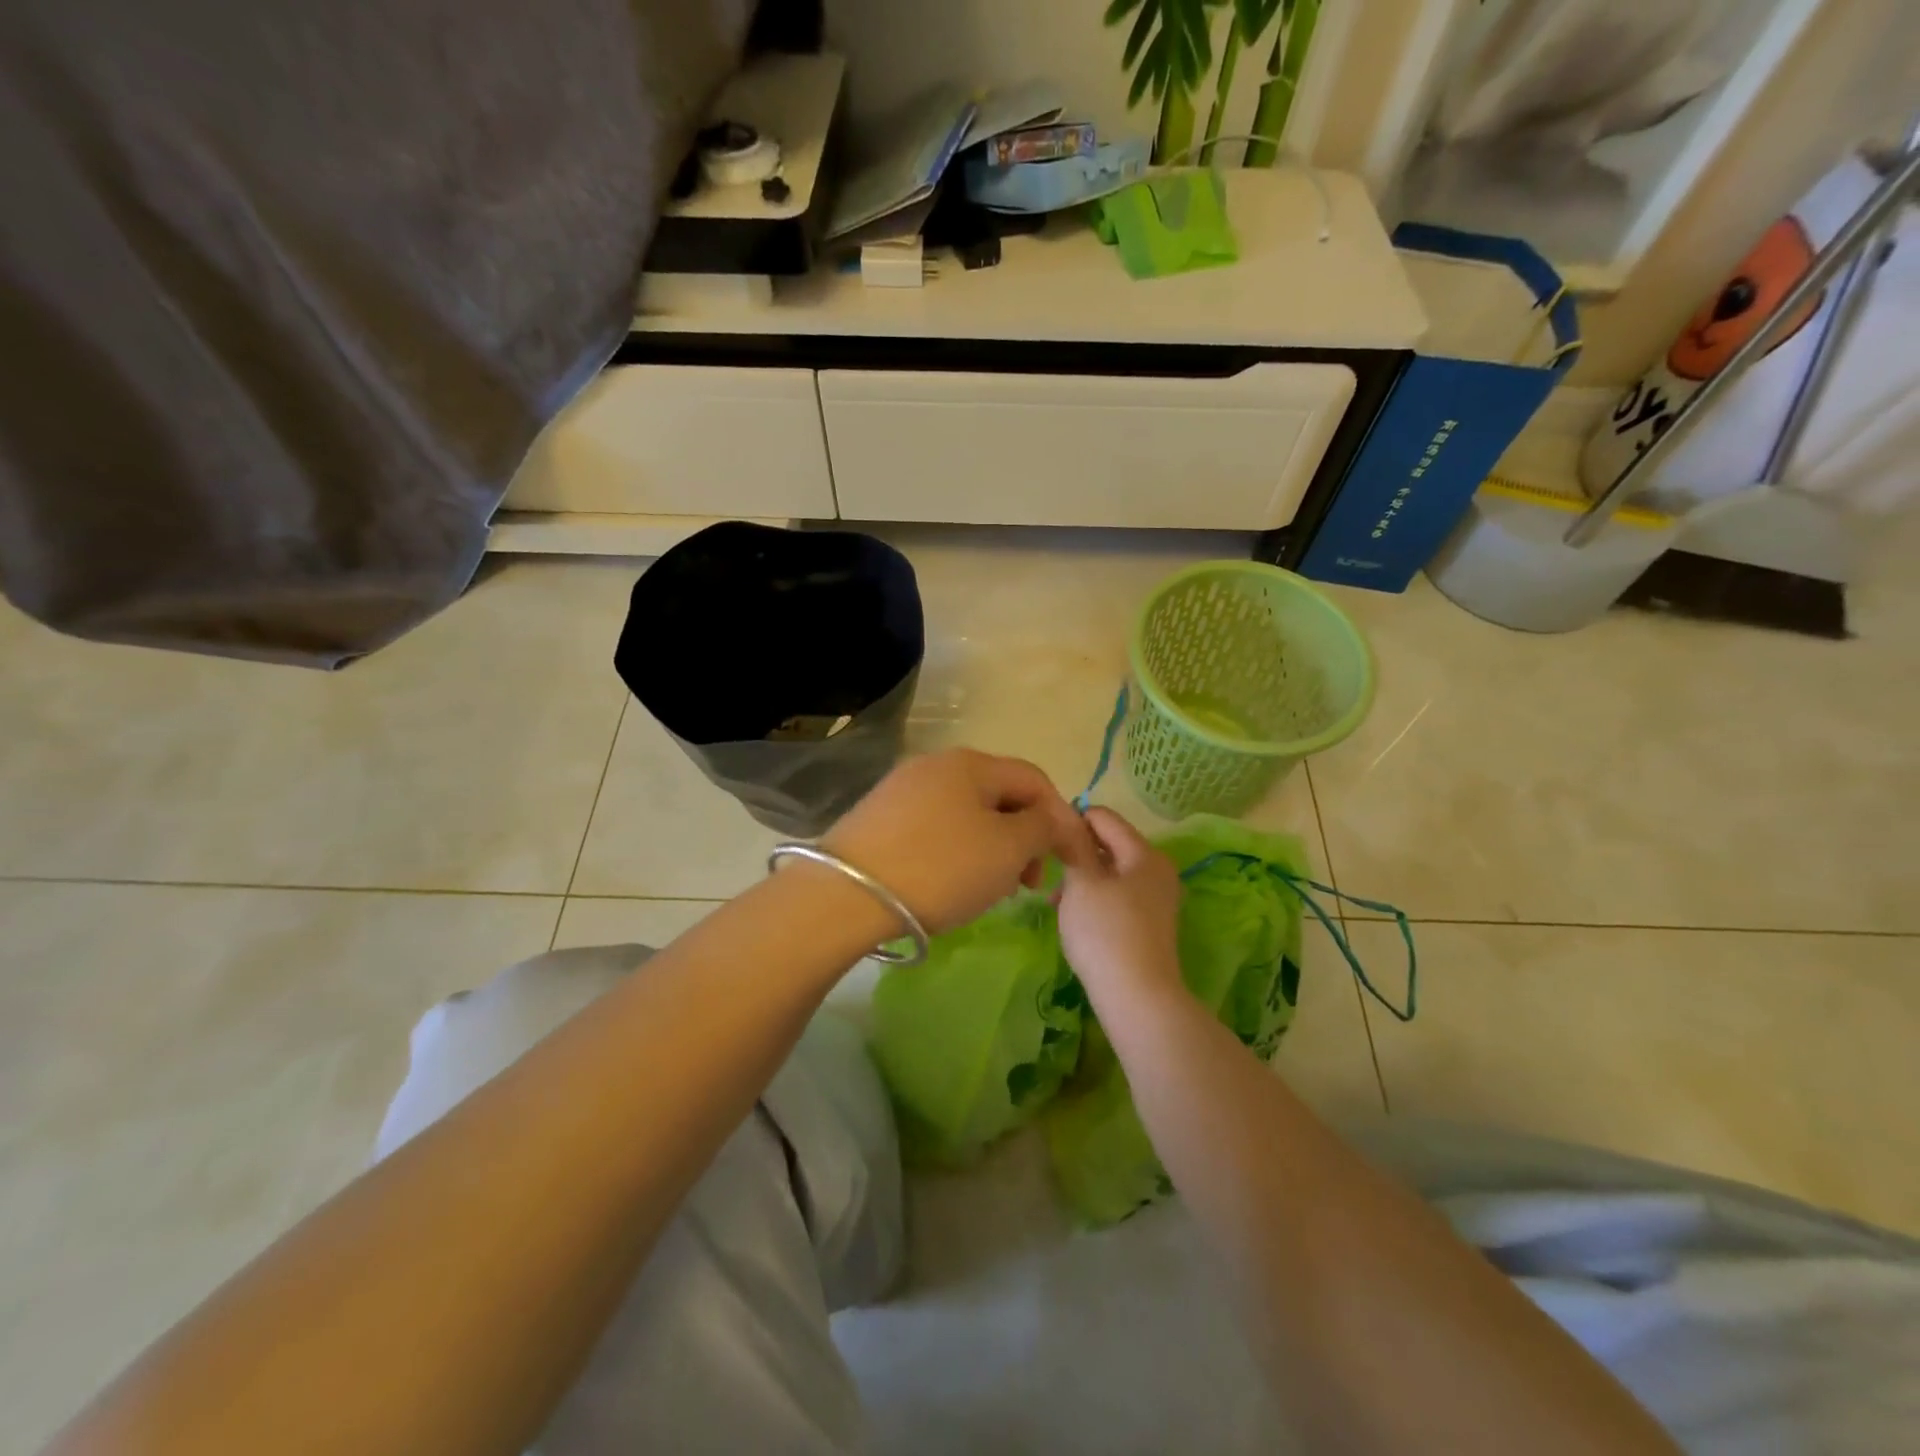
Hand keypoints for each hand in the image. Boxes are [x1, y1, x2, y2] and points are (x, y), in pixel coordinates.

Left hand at [822, 749, 1098, 933]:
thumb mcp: (1007, 849)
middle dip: (1024, 837)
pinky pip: (936, 829)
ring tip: (991, 889)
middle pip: (999, 796)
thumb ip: (1042, 827)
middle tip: (1027, 883)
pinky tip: (951, 883)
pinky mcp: (879, 819)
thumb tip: (1055, 818)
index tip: (1067, 861)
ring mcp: (902, 790)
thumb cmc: (941, 868)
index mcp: (971, 763)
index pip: (1034, 780)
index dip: (1060, 817)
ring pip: (968, 815)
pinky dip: (958, 852)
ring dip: (992, 847)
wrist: (847, 895)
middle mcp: (936, 765)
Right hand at [1057, 807, 1185, 1011]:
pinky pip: (1116, 896)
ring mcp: (1156, 898)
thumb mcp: (1081, 882)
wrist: (1137, 997)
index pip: (1103, 817)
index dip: (1072, 820)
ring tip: (1054, 901)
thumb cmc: (1105, 932)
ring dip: (1081, 879)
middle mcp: (1157, 870)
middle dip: (1075, 853)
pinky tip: (1074, 917)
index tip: (1044, 838)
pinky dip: (1093, 898)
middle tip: (1046, 872)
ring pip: (1110, 872)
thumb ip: (1073, 843)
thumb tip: (1066, 817)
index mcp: (1145, 853)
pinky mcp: (1149, 923)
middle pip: (1109, 844)